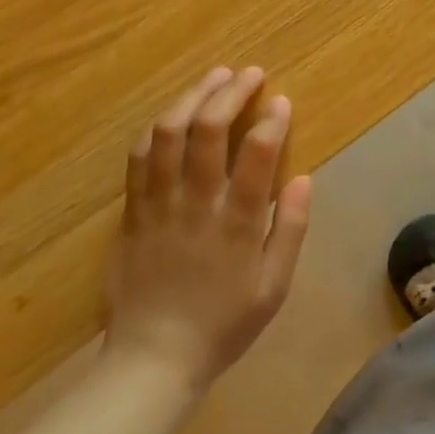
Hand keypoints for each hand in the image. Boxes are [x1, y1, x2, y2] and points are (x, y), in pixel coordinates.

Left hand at [105, 66, 311, 392]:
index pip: (257, 154)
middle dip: (231, 93)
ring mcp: (158, 204)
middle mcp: (196, 204)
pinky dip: (158, 128)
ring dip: (193, 97)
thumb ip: (290, 230)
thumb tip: (303, 178)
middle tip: (249, 73)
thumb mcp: (273, 288)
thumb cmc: (222, 324)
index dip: (271, 120)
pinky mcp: (131, 211)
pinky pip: (139, 158)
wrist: (152, 359)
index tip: (281, 101)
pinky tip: (173, 114)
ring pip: (168, 134)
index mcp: (236, 224)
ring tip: (214, 77)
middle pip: (209, 130)